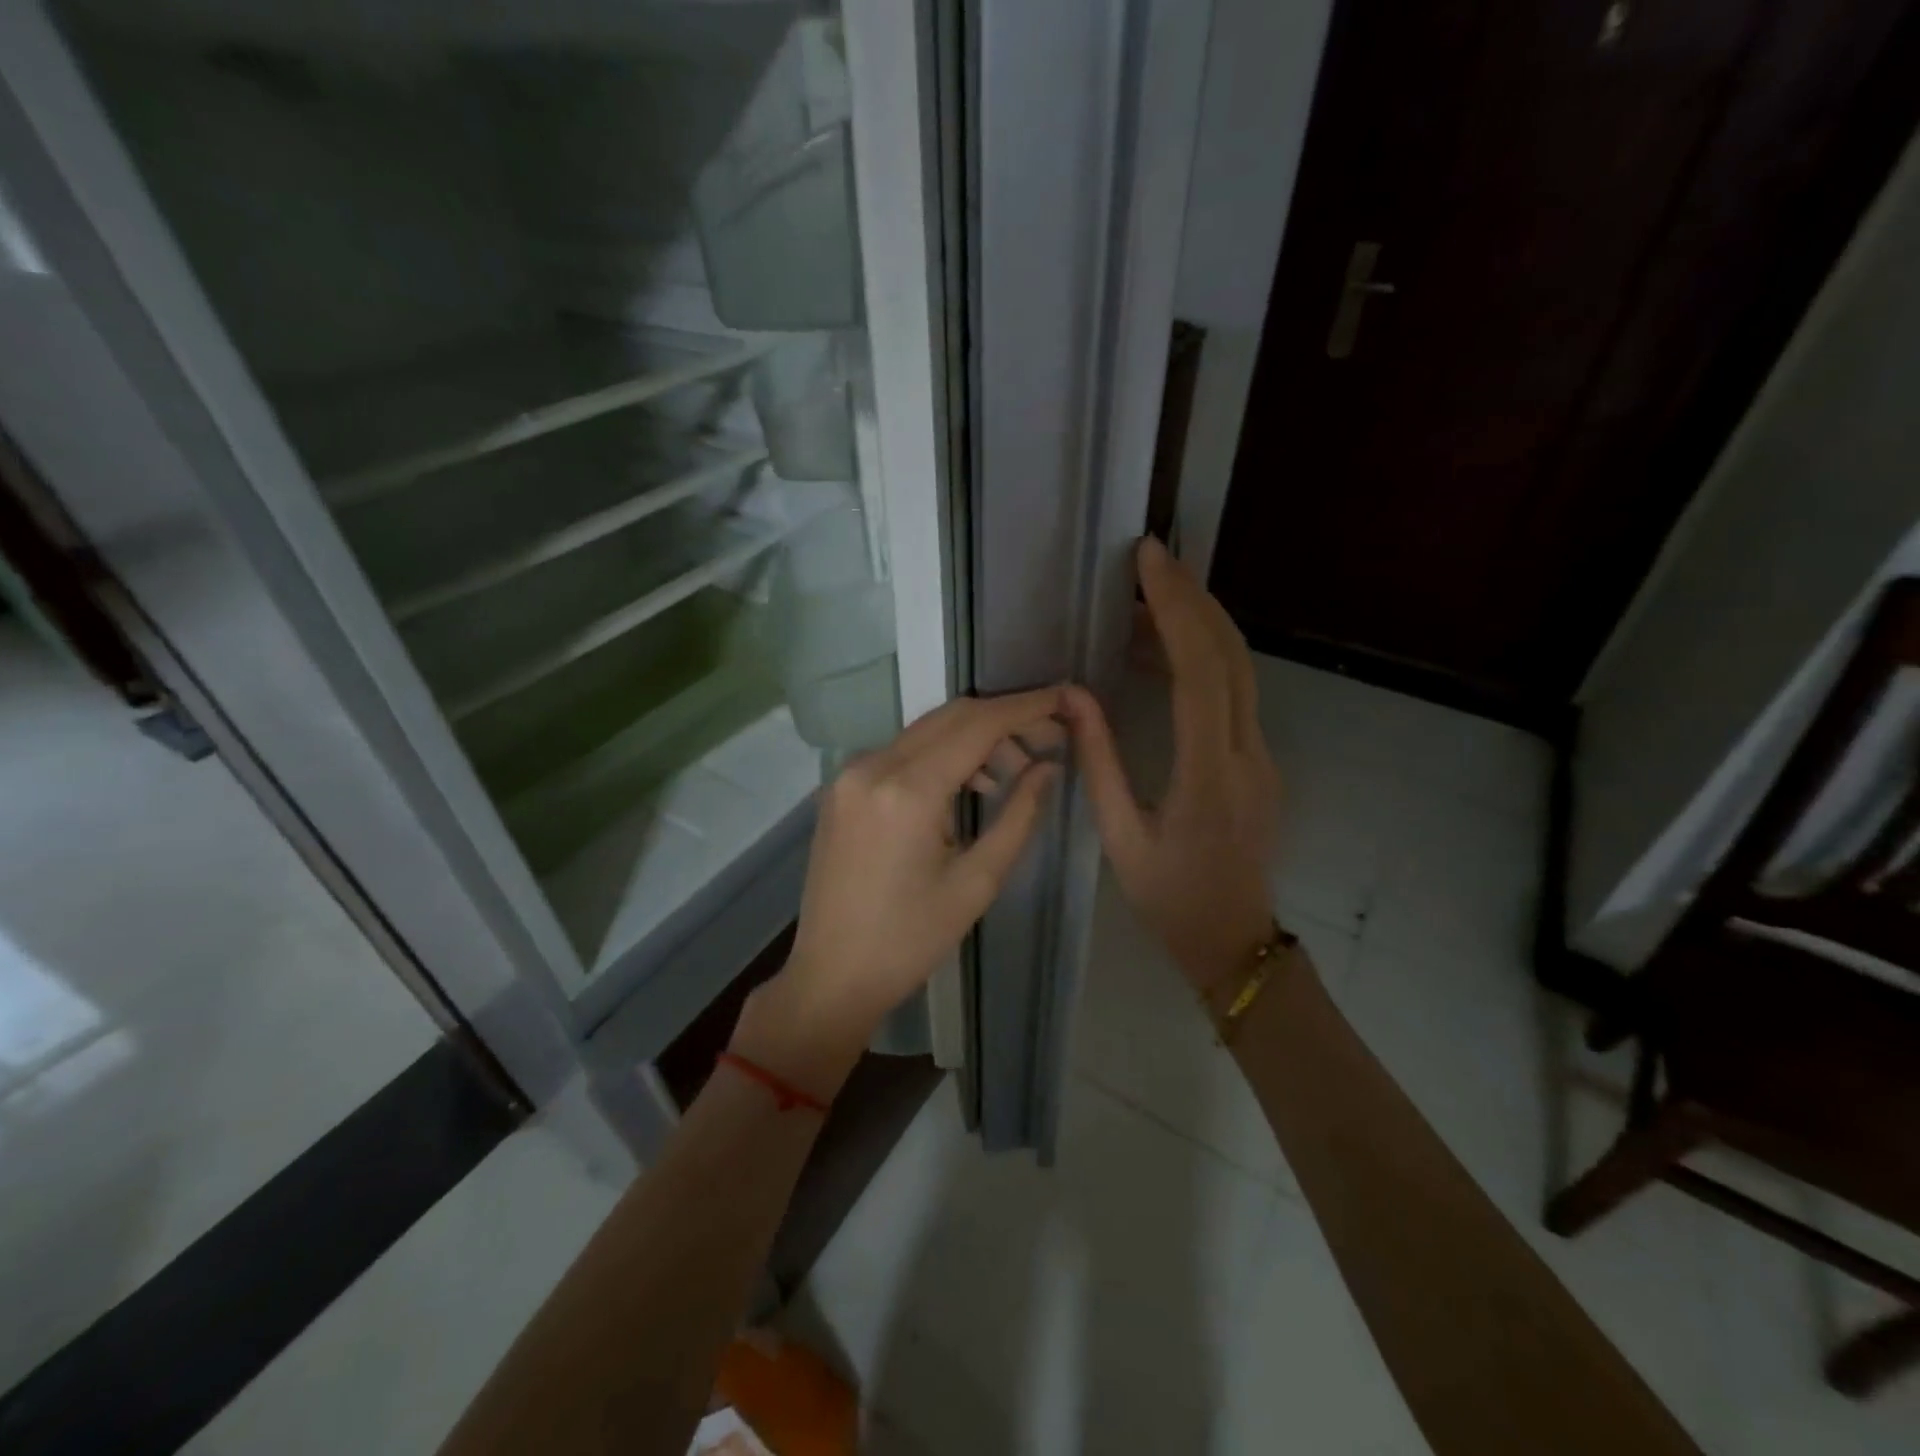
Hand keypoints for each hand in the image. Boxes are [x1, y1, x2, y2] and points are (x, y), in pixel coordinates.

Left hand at [733, 688, 1065, 1098]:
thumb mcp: (977, 882)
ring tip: (1012, 773)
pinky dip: (940, 755)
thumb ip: (1019, 815)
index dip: (1025, 707)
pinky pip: (901, 752)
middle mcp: (872, 766)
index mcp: (907, 791)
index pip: (977, 725)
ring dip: (972, 738)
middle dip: (1003, 720)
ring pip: (926, 731)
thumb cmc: (910, 940)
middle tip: (1047, 739)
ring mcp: (849, 774)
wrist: (832, 975)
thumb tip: (1049, 767)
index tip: (1064, 697)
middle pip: (950, 717)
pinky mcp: (842, 788)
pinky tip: (967, 785)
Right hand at [1063, 538, 1280, 985]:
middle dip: (1192, 597)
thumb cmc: (1170, 897)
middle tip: (1152, 558)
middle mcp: (1247, 753)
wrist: (1234, 939)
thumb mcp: (1120, 836)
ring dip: (1198, 623)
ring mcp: (1262, 755)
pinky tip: (1164, 652)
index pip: (1199, 671)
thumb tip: (1073, 696)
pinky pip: (1235, 693)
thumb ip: (1098, 762)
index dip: (1175, 609)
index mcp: (1208, 773)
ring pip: (1240, 669)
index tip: (1150, 562)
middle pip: (1231, 654)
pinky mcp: (1259, 760)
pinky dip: (1202, 656)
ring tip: (1146, 598)